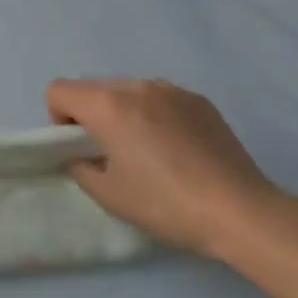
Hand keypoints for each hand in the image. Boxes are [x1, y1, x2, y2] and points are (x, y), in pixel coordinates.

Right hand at [47, 78, 280, 259]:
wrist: (239, 210)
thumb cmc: (164, 203)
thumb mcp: (107, 194)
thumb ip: (80, 167)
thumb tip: (81, 156)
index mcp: (109, 106)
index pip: (59, 90)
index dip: (58, 119)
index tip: (79, 147)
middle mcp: (139, 87)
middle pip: (93, 88)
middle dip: (90, 115)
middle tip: (110, 153)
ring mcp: (173, 90)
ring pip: (128, 91)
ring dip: (123, 113)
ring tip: (146, 152)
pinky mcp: (201, 101)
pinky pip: (160, 98)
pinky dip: (154, 115)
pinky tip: (176, 150)